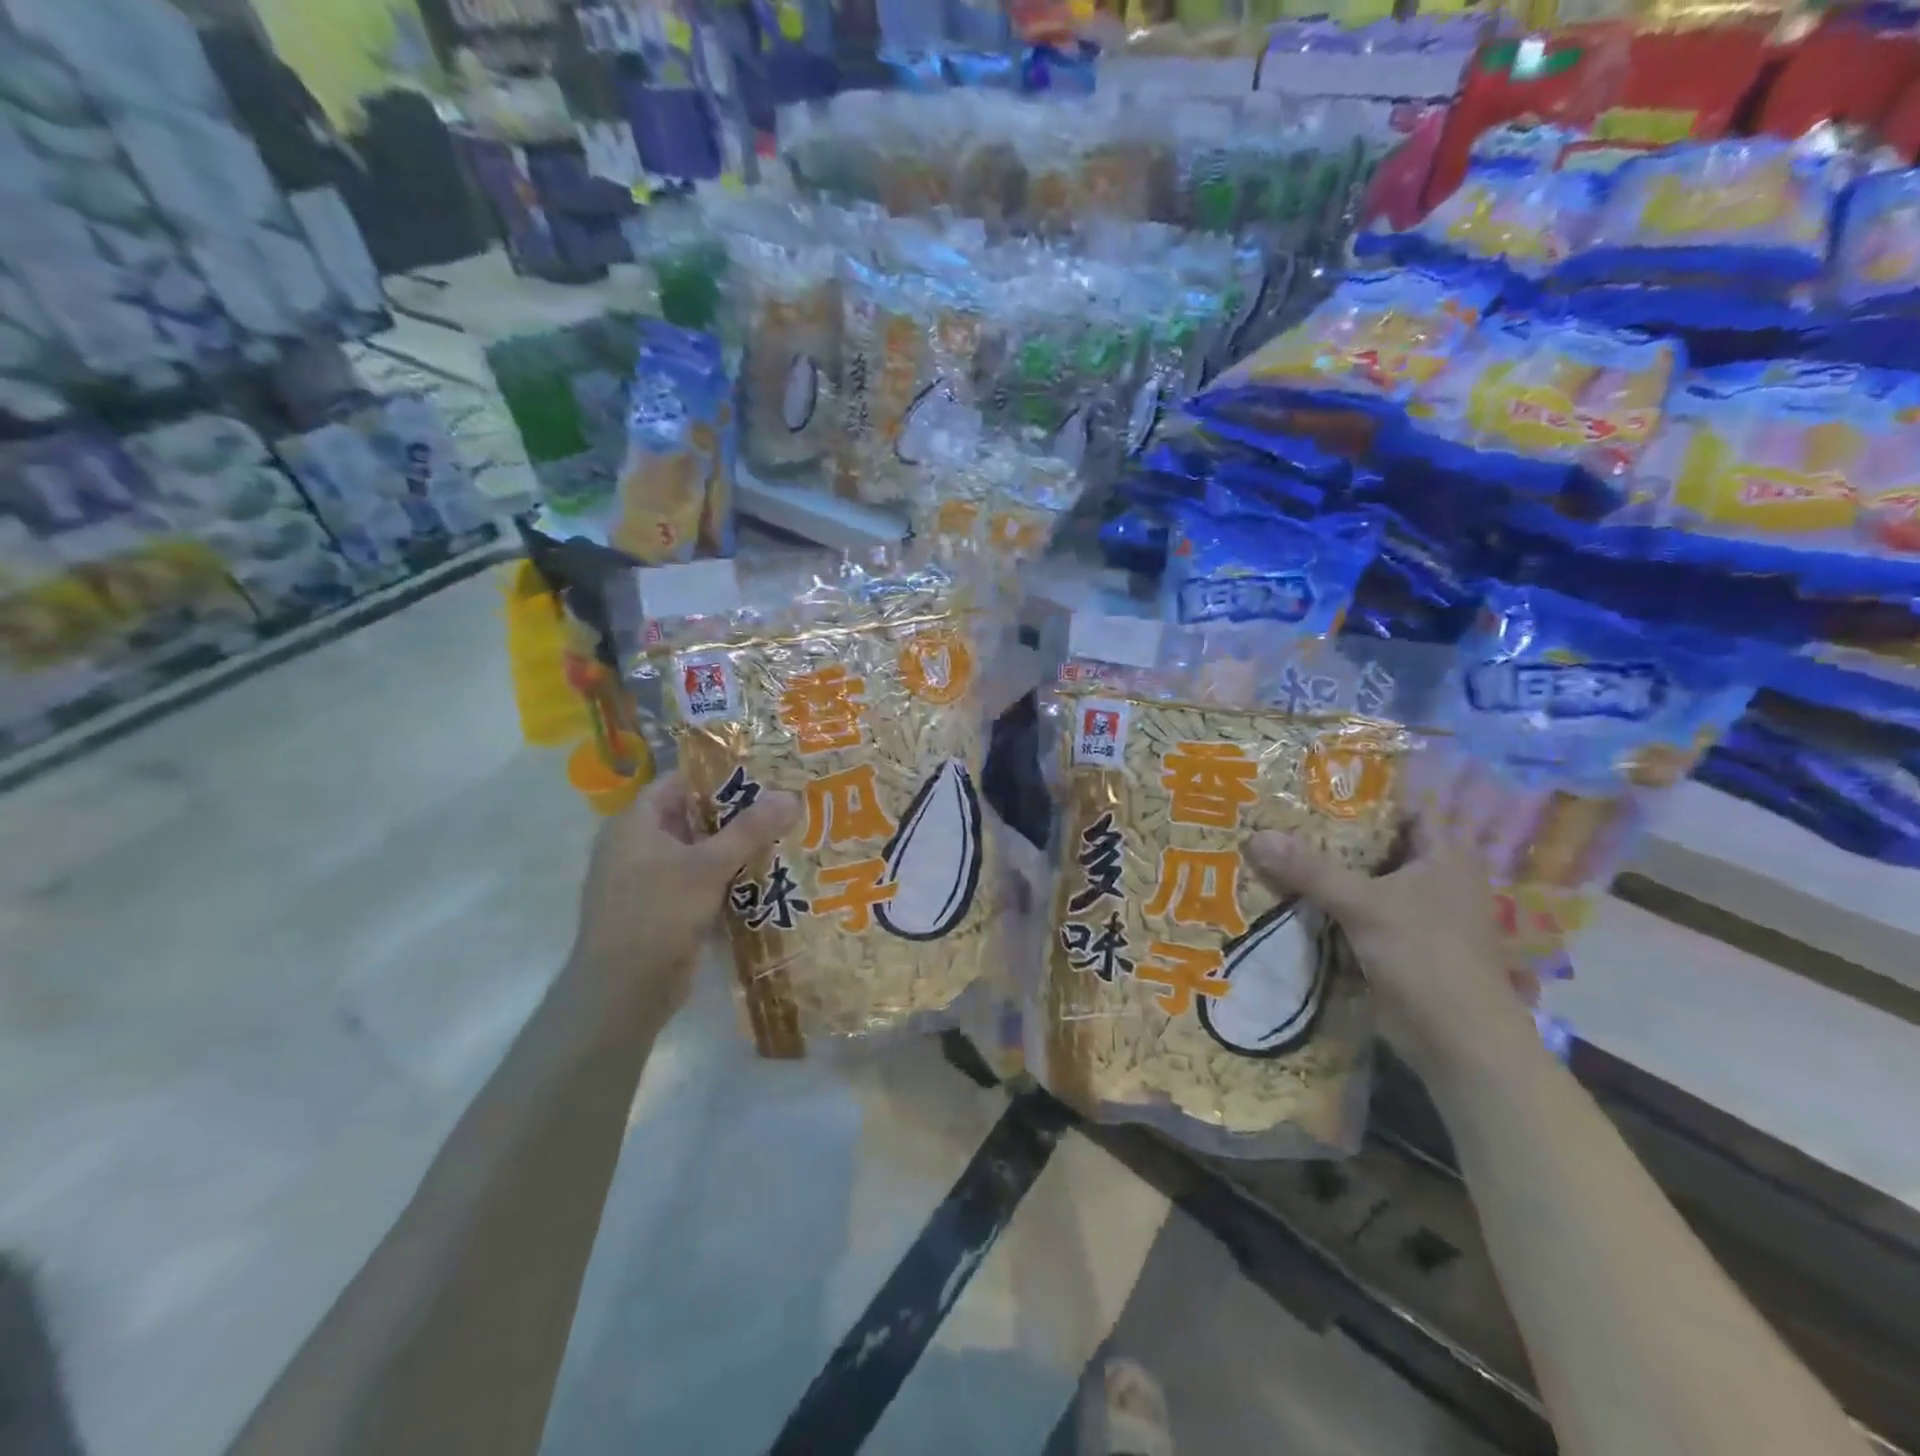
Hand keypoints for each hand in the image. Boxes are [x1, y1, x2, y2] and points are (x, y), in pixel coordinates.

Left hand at [570, 771, 798, 1023]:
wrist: (622, 991)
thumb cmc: (657, 913)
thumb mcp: (708, 866)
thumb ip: (750, 830)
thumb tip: (791, 796)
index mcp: (636, 823)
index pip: (679, 782)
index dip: (718, 775)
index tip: (763, 774)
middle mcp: (636, 846)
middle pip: (692, 817)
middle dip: (735, 813)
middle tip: (782, 805)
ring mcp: (646, 881)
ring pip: (697, 853)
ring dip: (733, 849)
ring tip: (782, 838)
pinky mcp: (659, 911)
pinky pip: (697, 883)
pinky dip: (724, 879)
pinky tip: (762, 879)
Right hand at [1245, 822, 1536, 1082]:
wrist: (1458, 1042)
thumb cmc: (1426, 957)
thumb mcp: (1365, 905)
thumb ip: (1310, 870)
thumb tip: (1255, 836)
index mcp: (1445, 855)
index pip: (1399, 810)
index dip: (1358, 799)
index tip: (1308, 790)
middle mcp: (1434, 877)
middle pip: (1374, 845)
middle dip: (1329, 837)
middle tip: (1276, 818)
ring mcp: (1417, 913)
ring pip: (1362, 880)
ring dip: (1324, 873)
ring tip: (1272, 851)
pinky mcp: (1397, 943)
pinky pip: (1357, 911)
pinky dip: (1328, 905)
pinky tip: (1287, 895)